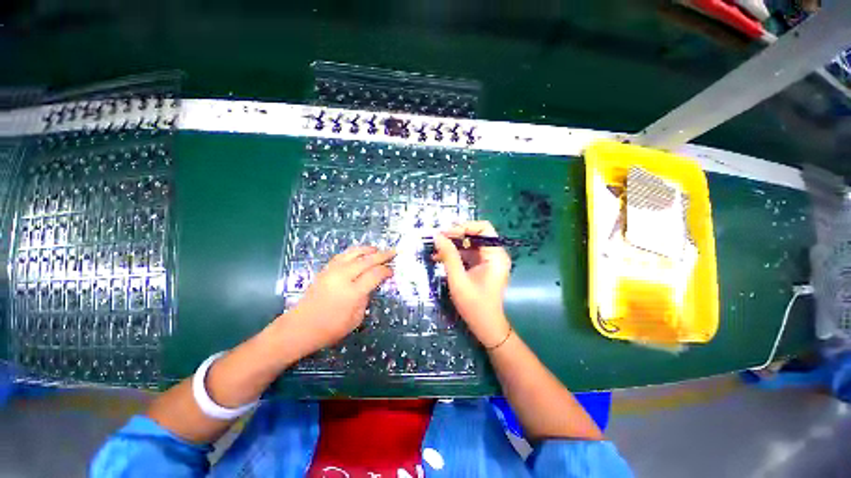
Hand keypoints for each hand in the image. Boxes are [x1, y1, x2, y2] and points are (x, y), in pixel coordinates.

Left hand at [287, 246, 395, 352]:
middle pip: (367, 260)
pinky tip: (359, 253)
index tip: (392, 271)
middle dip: (382, 255)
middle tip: (394, 251)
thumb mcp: (355, 319)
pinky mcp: (325, 269)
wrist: (299, 327)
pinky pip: (343, 255)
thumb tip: (370, 285)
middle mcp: (343, 277)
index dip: (386, 271)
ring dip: (368, 250)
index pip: (375, 274)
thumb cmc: (330, 329)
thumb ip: (365, 299)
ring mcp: (332, 271)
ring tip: (377, 249)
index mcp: (352, 292)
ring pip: (354, 253)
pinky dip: (354, 251)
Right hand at [432, 221, 511, 347]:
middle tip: (437, 239)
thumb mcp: (458, 280)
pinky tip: (440, 258)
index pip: (483, 228)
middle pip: (476, 235)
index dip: (463, 227)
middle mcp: (495, 254)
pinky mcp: (482, 266)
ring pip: (470, 244)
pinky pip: (468, 254)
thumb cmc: (475, 305)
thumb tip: (438, 236)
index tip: (445, 233)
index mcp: (495, 255)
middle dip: (455, 235)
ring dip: (453, 245)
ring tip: (435, 249)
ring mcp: (489, 260)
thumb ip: (449, 256)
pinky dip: (455, 254)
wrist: (486, 327)